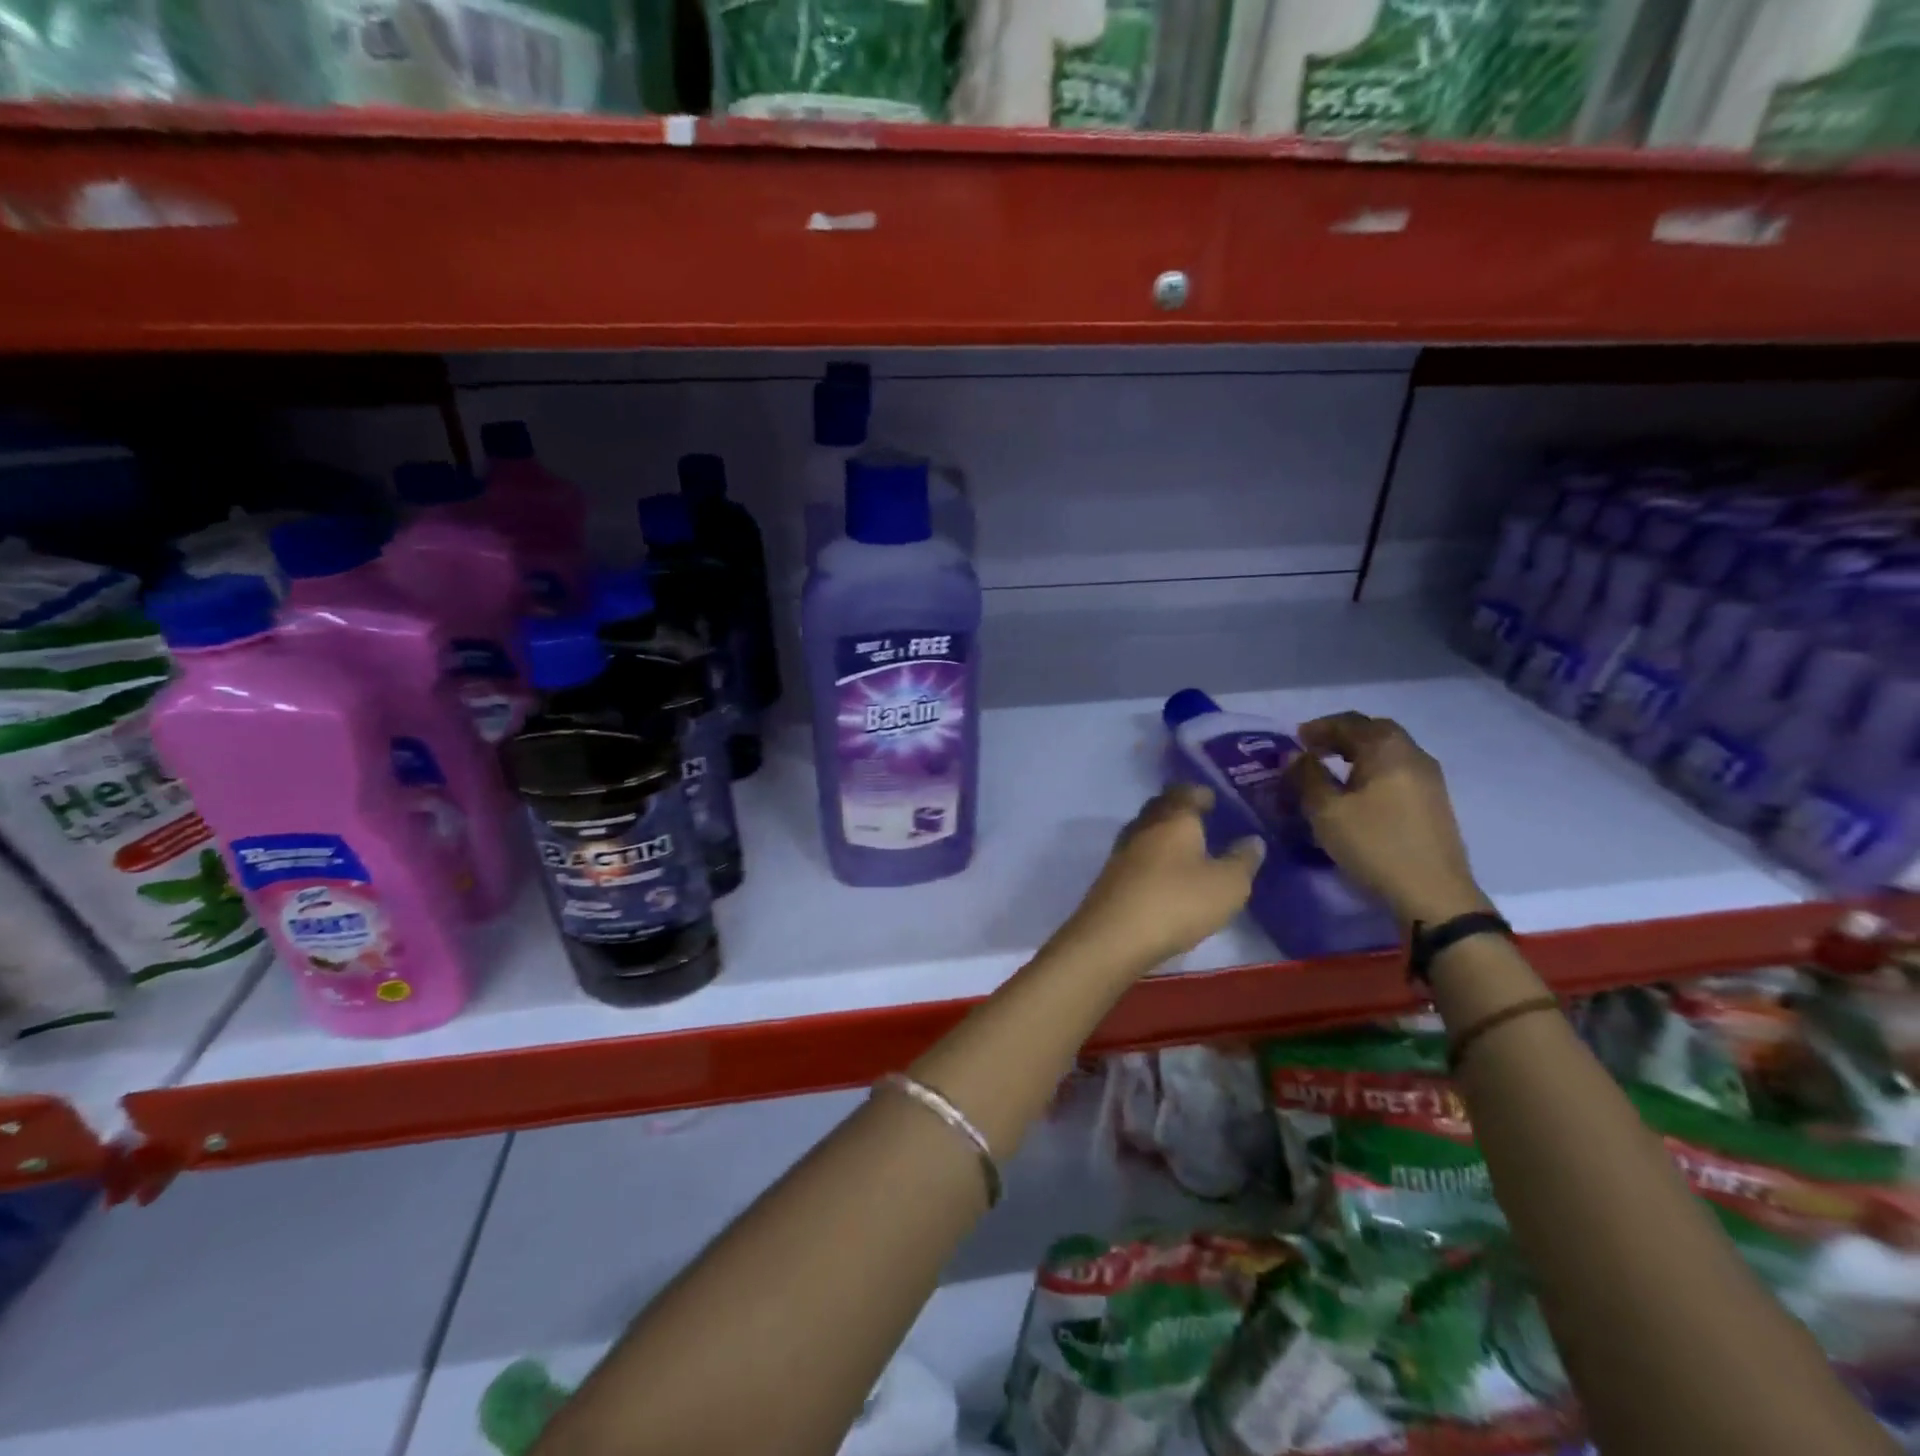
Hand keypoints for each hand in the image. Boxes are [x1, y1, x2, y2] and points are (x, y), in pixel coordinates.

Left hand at [1056, 784, 1263, 969]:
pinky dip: (1153, 858)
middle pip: (1161, 807)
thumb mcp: (1227, 885)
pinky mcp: (1111, 876)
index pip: (1184, 791)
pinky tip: (1164, 875)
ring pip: (1146, 831)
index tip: (1213, 799)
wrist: (1113, 936)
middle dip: (1180, 810)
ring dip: (1164, 834)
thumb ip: (1243, 860)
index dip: (1199, 793)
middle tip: (1202, 819)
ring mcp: (1122, 851)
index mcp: (1173, 818)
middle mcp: (1143, 826)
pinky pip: (1137, 856)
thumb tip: (1253, 839)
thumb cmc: (1177, 902)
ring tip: (1187, 849)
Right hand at [1284, 712, 1490, 928]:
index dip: (1319, 727)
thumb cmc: (1374, 845)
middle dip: (1341, 736)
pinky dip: (1372, 770)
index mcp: (1387, 749)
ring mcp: (1429, 779)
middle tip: (1313, 750)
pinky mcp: (1433, 802)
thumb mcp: (1326, 811)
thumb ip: (1307, 776)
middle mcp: (1413, 755)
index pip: (1349, 722)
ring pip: (1388, 752)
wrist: (1433, 894)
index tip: (1294, 739)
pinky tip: (1358, 792)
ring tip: (1331, 770)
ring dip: (1358, 753)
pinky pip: (1397, 771)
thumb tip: (1294, 754)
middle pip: (1374, 731)